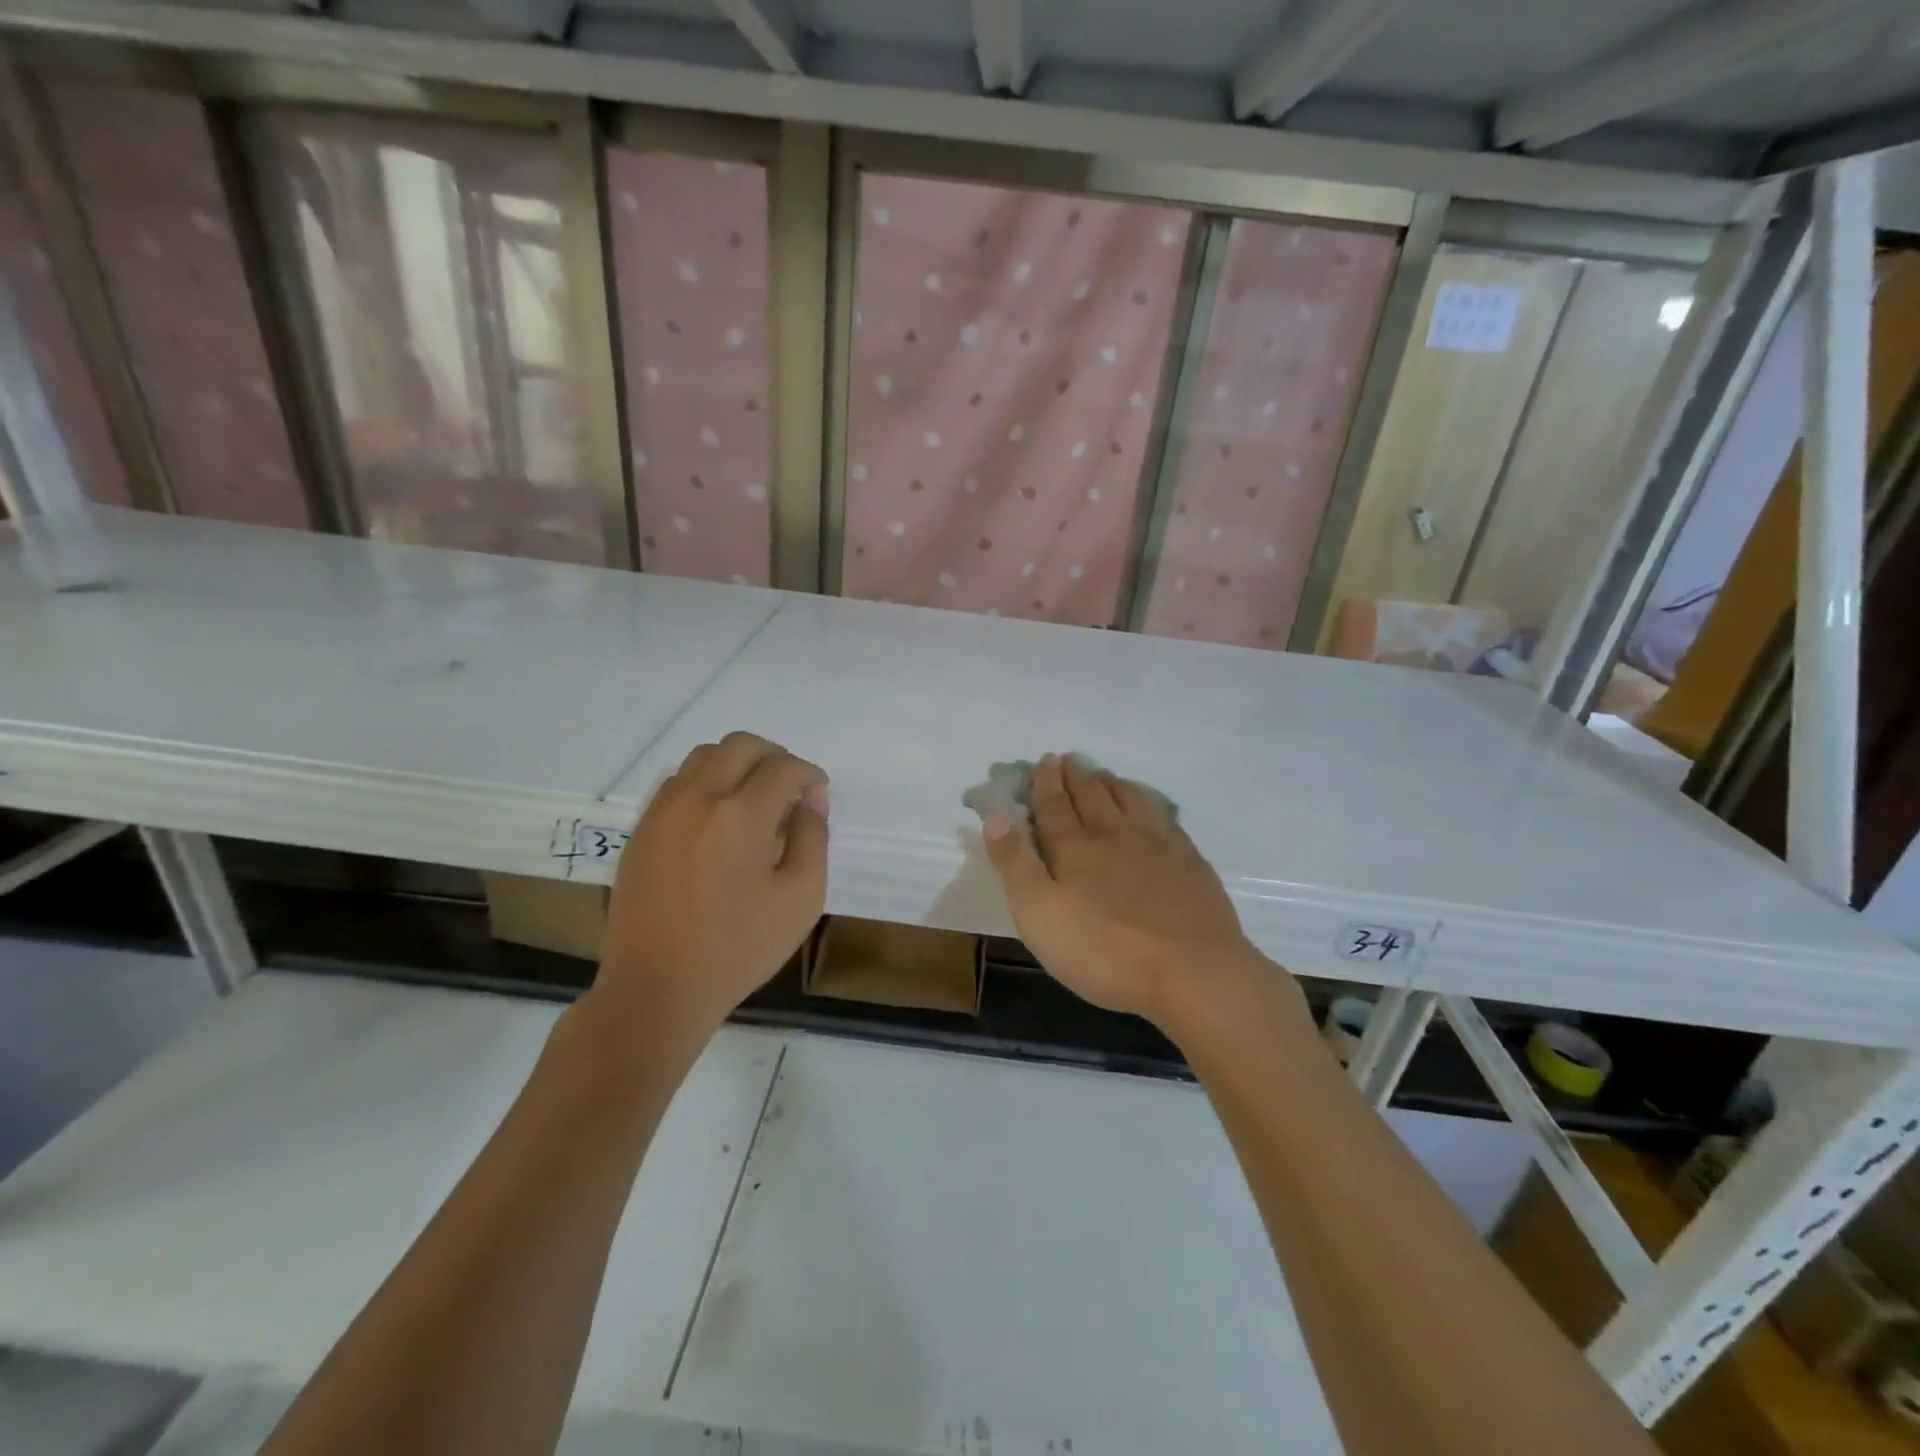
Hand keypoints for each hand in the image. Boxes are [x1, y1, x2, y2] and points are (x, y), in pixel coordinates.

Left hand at [590, 732, 828, 1045]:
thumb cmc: (739, 948)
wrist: (657, 987)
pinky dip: (706, 782)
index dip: (810, 775)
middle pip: (741, 745)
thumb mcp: (801, 899)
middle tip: (791, 788)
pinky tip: (717, 818)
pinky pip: (677, 781)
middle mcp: (699, 798)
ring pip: (704, 756)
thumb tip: (810, 803)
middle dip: (775, 757)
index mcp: (741, 814)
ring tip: (754, 799)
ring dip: (738, 764)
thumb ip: (813, 839)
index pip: (785, 767)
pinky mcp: (642, 829)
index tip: (818, 797)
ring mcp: (663, 811)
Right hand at [978, 752, 1268, 1024]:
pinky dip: (1148, 802)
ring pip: (1129, 800)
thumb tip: (996, 814)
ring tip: (1103, 774)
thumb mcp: (1038, 913)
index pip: (1053, 806)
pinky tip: (1149, 806)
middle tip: (1069, 758)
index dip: (1045, 783)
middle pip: (1091, 796)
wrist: (1191, 971)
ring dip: (1112, 783)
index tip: (1045, 760)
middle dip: (1076, 776)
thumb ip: (1015, 862)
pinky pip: (1163, 817)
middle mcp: (1113, 835)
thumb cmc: (1103, 949)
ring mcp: (1156, 845)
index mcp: (1074, 848)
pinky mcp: (1188, 861)